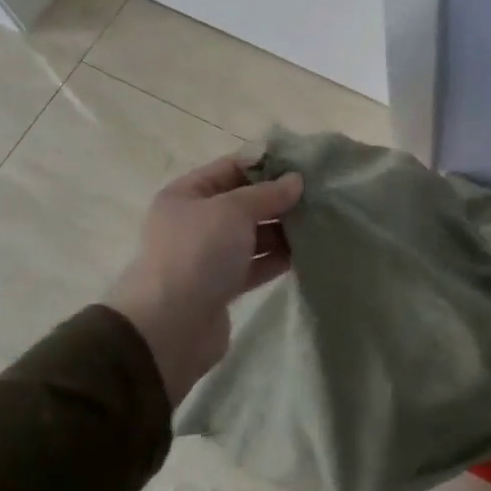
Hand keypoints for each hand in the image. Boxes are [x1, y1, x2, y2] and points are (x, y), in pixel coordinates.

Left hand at [106, 156, 304, 403]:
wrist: (171, 326)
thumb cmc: (198, 253)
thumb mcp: (233, 211)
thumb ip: (266, 194)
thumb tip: (296, 180)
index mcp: (186, 195)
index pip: (229, 169)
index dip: (265, 165)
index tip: (303, 166)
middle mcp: (195, 222)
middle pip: (243, 203)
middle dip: (278, 199)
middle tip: (319, 196)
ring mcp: (208, 256)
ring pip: (251, 235)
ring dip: (282, 229)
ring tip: (319, 223)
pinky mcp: (222, 286)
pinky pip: (255, 264)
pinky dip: (277, 258)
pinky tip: (306, 252)